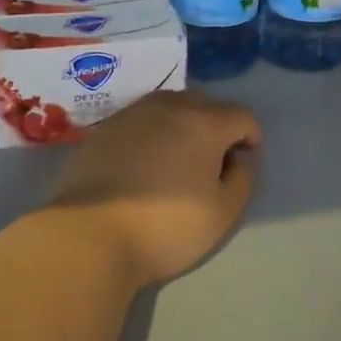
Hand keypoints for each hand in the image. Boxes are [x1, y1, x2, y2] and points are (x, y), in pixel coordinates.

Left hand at [48, 90, 262, 285]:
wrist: (89, 236)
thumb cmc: (167, 226)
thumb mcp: (223, 213)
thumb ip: (242, 179)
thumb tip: (239, 159)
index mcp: (205, 123)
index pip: (242, 115)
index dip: (250, 136)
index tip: (244, 160)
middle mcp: (171, 107)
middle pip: (205, 104)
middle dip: (216, 125)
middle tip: (211, 159)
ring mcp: (132, 114)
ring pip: (169, 106)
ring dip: (181, 123)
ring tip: (175, 156)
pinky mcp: (103, 129)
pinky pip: (139, 120)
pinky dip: (150, 133)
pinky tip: (142, 162)